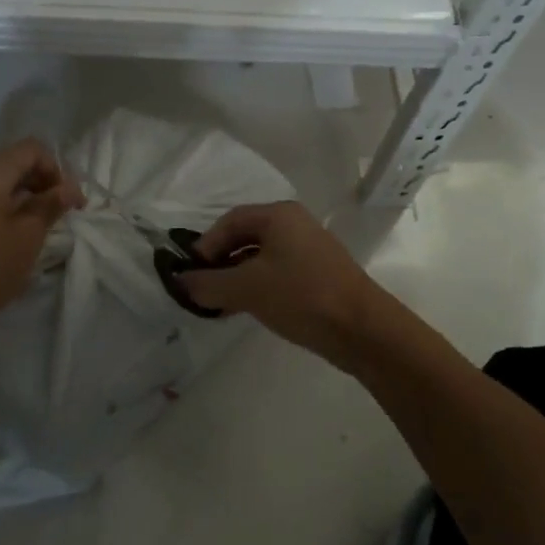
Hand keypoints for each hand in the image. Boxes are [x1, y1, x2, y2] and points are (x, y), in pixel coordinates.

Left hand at [0, 139, 83, 344]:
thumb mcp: (28, 236)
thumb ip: (50, 204)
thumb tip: (69, 188)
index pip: (29, 149)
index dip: (55, 167)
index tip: (68, 198)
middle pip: (16, 163)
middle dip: (45, 181)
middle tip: (65, 211)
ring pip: (4, 182)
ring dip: (30, 196)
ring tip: (47, 224)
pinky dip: (12, 207)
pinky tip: (23, 233)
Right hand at [174, 201, 390, 368]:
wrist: (363, 329)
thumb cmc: (301, 296)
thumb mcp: (247, 289)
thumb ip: (209, 284)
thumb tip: (181, 282)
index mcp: (279, 215)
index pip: (230, 221)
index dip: (206, 245)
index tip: (191, 273)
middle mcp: (294, 224)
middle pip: (245, 236)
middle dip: (220, 262)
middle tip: (203, 289)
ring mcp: (309, 249)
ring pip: (261, 257)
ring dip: (237, 277)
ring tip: (220, 304)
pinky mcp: (318, 275)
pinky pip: (277, 273)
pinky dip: (257, 286)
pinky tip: (247, 309)